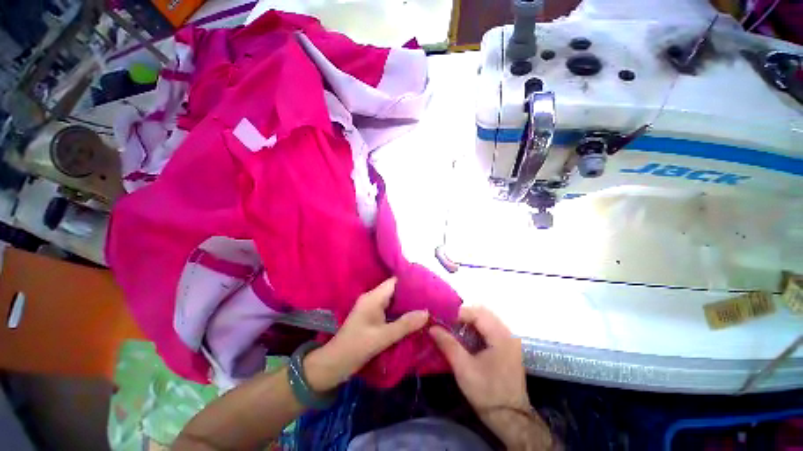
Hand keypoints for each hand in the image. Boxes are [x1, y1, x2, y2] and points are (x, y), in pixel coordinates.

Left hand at [304, 278, 428, 391]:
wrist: (333, 364)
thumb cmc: (356, 347)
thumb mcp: (382, 337)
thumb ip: (405, 324)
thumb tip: (427, 312)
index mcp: (373, 297)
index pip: (395, 281)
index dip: (411, 282)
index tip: (428, 286)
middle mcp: (372, 298)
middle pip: (395, 290)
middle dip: (411, 294)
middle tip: (430, 298)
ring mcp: (371, 307)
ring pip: (393, 300)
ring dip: (407, 304)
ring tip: (426, 306)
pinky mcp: (371, 316)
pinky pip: (389, 309)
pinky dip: (400, 311)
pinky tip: (412, 317)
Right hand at [430, 307, 552, 449]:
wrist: (510, 418)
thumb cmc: (487, 393)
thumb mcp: (463, 369)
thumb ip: (448, 344)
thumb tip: (432, 327)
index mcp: (500, 336)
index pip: (477, 312)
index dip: (458, 314)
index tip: (443, 322)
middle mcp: (508, 332)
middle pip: (482, 311)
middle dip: (463, 315)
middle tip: (448, 325)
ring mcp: (510, 338)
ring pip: (486, 318)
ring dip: (469, 321)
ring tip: (455, 330)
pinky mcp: (508, 345)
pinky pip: (490, 327)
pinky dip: (476, 328)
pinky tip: (466, 338)